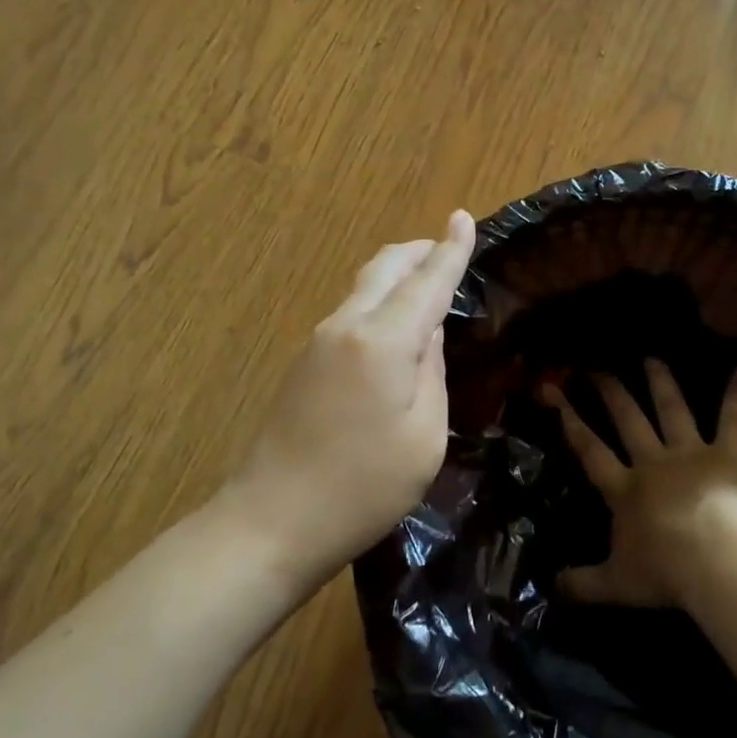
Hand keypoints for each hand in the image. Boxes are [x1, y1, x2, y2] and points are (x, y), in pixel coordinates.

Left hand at [234, 209, 476, 578]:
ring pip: (364, 287)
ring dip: (397, 276)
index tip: (464, 217)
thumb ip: (432, 374)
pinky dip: (379, 302)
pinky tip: (393, 327)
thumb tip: (428, 334)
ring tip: (427, 284)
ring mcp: (318, 342)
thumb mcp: (424, 437)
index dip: (450, 249)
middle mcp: (346, 326)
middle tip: (448, 248)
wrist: (272, 520)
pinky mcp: (304, 362)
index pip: (427, 282)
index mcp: (382, 341)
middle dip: (419, 251)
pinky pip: (350, 313)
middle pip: (386, 268)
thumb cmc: (363, 488)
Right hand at [546, 359, 736, 607]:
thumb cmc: (666, 571)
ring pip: (672, 411)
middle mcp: (653, 462)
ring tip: (652, 358)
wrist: (719, 558)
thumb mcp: (617, 584)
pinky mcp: (729, 455)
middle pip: (628, 421)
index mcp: (624, 489)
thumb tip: (550, 588)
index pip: (590, 450)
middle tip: (599, 367)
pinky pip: (733, 420)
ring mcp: (691, 453)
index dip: (570, 421)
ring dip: (661, 383)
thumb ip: (583, 584)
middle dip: (611, 393)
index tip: (554, 392)